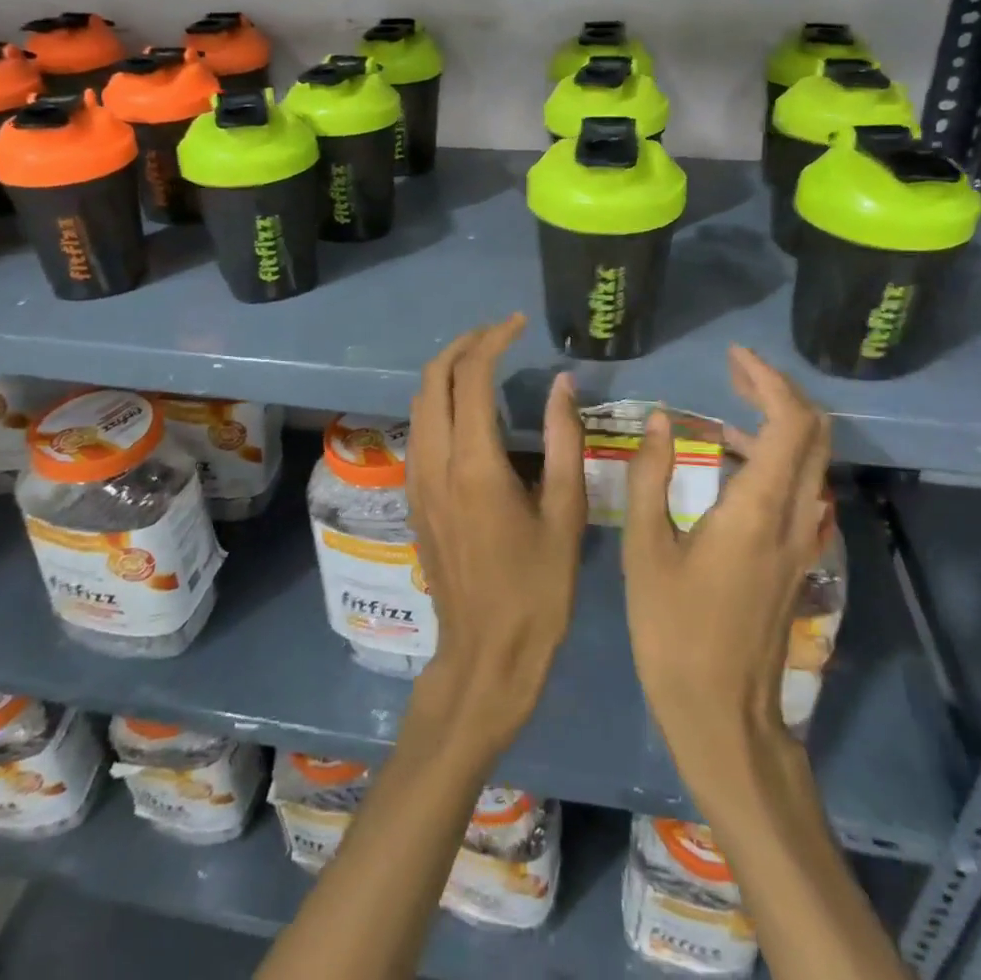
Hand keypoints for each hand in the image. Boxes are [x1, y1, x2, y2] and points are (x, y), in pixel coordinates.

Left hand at [406, 313, 586, 750]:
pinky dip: (438, 400)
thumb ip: (565, 441)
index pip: (471, 377)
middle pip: (432, 378)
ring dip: (446, 371)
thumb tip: (561, 384)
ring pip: (419, 402)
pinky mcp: (414, 497)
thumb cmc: (537, 590)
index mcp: (474, 464)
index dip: (493, 340)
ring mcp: (417, 480)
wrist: (486, 655)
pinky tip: (468, 408)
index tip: (518, 325)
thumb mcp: (565, 514)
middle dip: (463, 345)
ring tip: (484, 361)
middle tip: (499, 335)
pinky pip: (418, 429)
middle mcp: (435, 462)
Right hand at [621, 346, 830, 799]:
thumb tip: (658, 420)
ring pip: (812, 459)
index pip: (789, 423)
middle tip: (734, 371)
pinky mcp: (796, 557)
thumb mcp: (645, 549)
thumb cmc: (673, 631)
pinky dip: (776, 453)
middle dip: (780, 390)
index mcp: (756, 510)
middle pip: (814, 433)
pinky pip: (800, 485)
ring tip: (726, 405)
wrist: (722, 713)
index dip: (767, 380)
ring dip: (779, 420)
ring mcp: (801, 539)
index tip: (732, 357)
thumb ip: (650, 476)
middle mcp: (793, 517)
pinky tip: (731, 459)